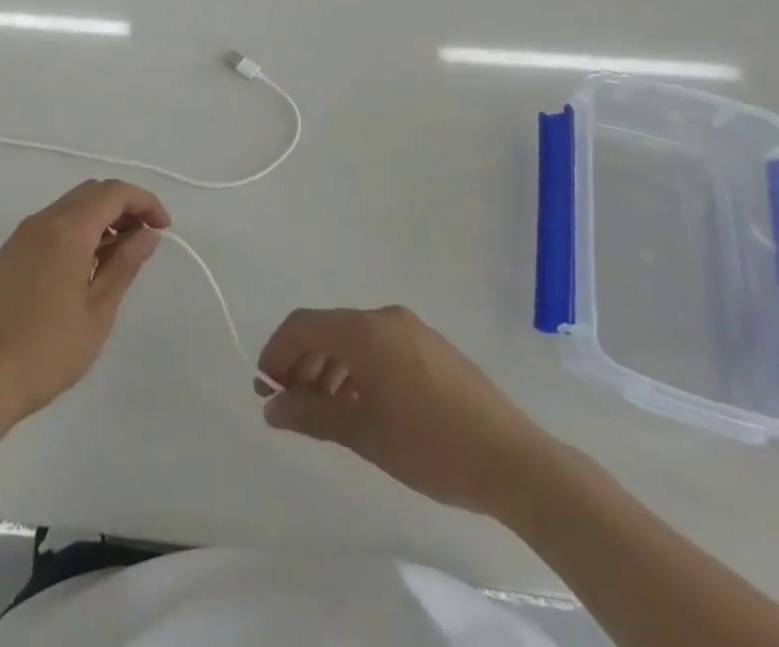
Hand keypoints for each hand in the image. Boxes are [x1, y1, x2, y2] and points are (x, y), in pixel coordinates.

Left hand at [0, 180, 169, 427]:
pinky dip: (75, 230)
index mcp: (67, 230)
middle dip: (124, 207)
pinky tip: (84, 267)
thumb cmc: (48, 351)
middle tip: (144, 240)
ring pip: (69, 206)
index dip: (144, 202)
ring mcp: (21, 235)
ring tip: (118, 256)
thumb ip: (125, 265)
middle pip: (91, 192)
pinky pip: (50, 225)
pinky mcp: (9, 253)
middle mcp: (42, 221)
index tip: (164, 228)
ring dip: (99, 218)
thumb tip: (148, 235)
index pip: (113, 193)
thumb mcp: (98, 312)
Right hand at [256, 306, 559, 521]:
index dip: (277, 351)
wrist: (513, 460)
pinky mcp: (432, 348)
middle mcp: (384, 318)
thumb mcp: (361, 433)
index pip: (303, 325)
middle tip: (290, 402)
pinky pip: (380, 346)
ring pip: (354, 339)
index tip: (265, 386)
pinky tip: (362, 405)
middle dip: (302, 361)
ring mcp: (412, 330)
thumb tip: (271, 407)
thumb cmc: (428, 445)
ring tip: (324, 411)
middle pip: (328, 329)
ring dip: (330, 367)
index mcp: (363, 330)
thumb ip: (310, 414)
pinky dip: (358, 368)